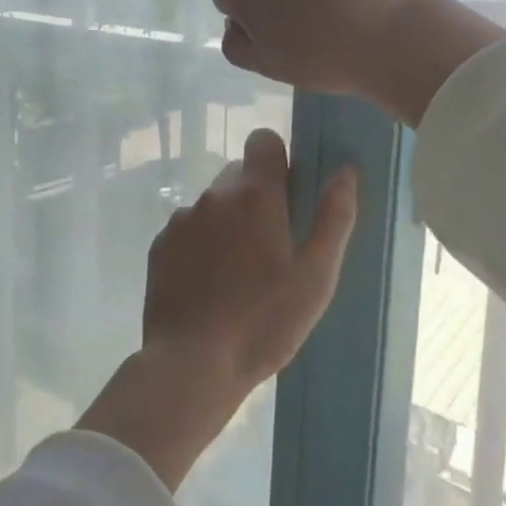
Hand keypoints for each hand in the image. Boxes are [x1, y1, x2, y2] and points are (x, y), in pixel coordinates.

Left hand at [77, 129, 357, 489]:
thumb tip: (346, 170)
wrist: (192, 364)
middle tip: (272, 247)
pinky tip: (209, 285)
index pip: (263, 141)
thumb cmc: (264, 322)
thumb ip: (333, 217)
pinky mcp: (160, 246)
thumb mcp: (315, 276)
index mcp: (254, 195)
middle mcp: (213, 195)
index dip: (279, 160)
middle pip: (239, 175)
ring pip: (213, 204)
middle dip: (256, 198)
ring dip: (228, 223)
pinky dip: (201, 245)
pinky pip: (188, 229)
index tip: (290, 195)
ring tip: (239, 274)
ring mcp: (181, 219)